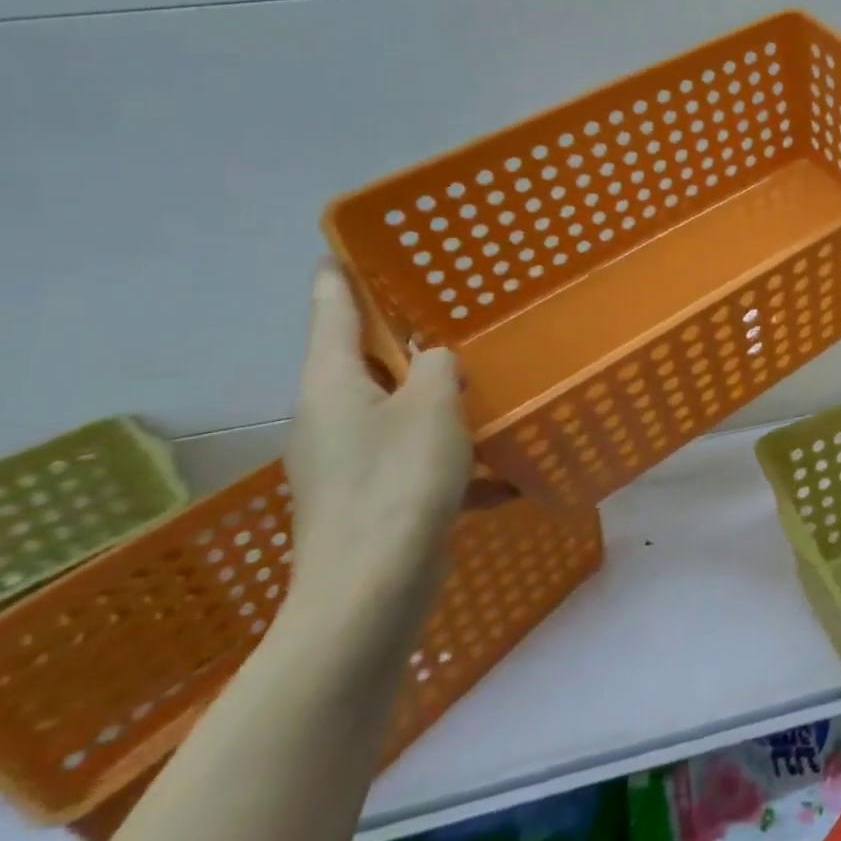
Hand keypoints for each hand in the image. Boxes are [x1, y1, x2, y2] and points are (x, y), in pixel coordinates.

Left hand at [282, 263, 473, 634]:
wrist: (372, 590)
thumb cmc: (398, 482)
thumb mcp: (432, 406)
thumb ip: (438, 367)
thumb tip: (437, 360)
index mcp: (332, 386)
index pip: (331, 314)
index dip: (337, 279)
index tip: (338, 250)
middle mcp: (331, 419)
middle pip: (366, 365)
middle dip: (404, 343)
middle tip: (444, 315)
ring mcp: (348, 464)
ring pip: (400, 415)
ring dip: (440, 404)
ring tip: (489, 389)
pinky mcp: (374, 500)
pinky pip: (420, 465)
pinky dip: (459, 466)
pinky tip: (509, 478)